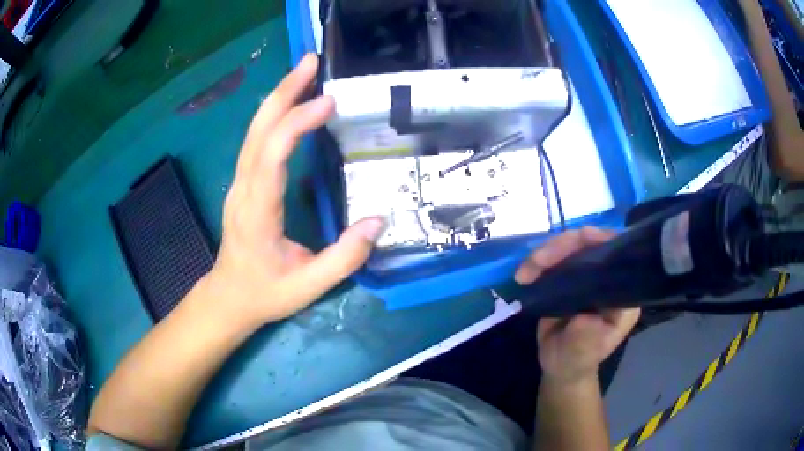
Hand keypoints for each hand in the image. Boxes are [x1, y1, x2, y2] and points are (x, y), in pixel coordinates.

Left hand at [204, 54, 385, 327]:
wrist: (229, 297)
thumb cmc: (265, 293)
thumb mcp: (308, 286)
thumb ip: (344, 258)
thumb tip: (378, 222)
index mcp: (258, 211)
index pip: (273, 156)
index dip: (298, 123)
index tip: (328, 102)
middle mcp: (243, 188)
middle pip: (258, 129)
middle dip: (284, 91)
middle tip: (311, 62)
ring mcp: (239, 183)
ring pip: (254, 130)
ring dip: (278, 96)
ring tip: (304, 71)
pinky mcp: (243, 182)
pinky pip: (256, 139)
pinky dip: (273, 114)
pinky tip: (290, 102)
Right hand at [515, 227, 639, 384]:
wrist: (558, 367)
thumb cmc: (575, 362)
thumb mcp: (581, 356)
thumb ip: (585, 339)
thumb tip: (584, 317)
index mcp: (624, 295)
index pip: (618, 256)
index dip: (599, 241)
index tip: (574, 243)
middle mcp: (610, 279)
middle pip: (592, 245)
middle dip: (564, 246)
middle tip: (537, 262)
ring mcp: (590, 276)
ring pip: (572, 247)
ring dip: (546, 253)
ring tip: (524, 273)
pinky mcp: (570, 277)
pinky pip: (556, 259)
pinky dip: (538, 262)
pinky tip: (523, 274)